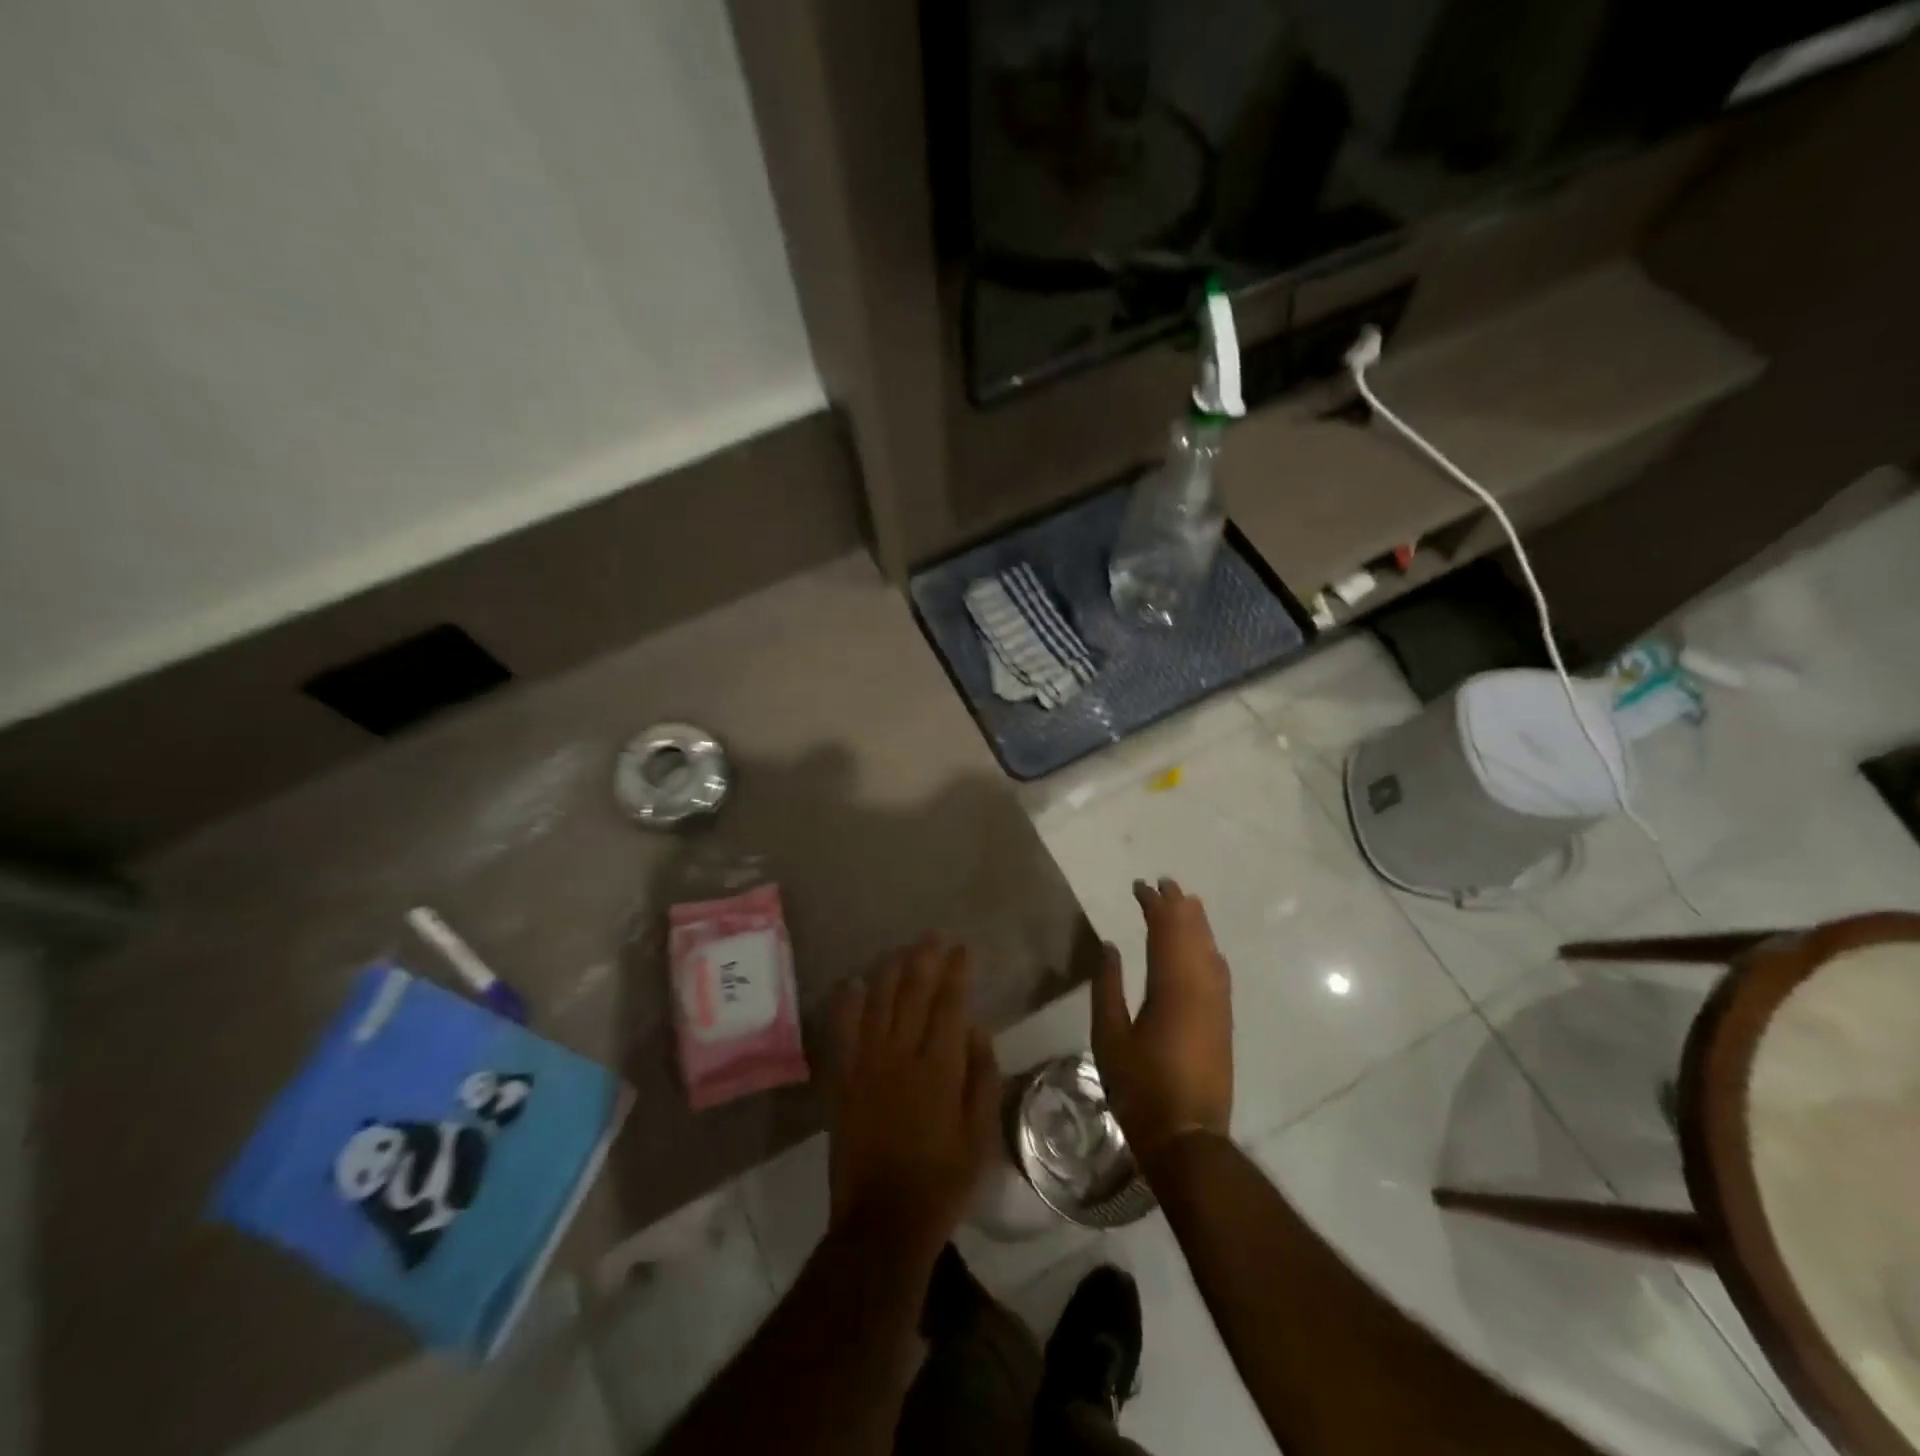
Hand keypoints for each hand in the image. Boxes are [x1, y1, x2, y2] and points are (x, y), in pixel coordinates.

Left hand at [827, 936, 999, 1264]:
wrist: (882, 1220)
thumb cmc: (943, 1179)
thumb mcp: (981, 1133)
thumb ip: (981, 1074)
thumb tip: (974, 1027)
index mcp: (940, 1068)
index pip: (951, 1004)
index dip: (958, 971)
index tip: (964, 949)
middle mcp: (901, 1055)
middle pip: (913, 992)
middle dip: (926, 958)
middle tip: (934, 936)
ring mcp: (866, 1064)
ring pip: (877, 1001)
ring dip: (890, 970)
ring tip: (902, 949)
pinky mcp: (841, 1079)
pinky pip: (841, 1031)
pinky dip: (846, 1003)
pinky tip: (853, 983)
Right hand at [1091, 878, 1233, 1164]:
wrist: (1188, 1136)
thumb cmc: (1140, 1087)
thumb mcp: (1109, 1037)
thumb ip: (1108, 986)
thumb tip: (1110, 947)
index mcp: (1170, 987)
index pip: (1165, 931)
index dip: (1154, 905)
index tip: (1140, 886)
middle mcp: (1200, 987)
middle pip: (1193, 934)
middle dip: (1178, 905)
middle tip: (1164, 883)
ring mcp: (1217, 1004)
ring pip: (1210, 949)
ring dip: (1197, 922)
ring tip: (1184, 902)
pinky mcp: (1223, 1021)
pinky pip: (1219, 970)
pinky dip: (1208, 948)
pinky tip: (1203, 946)